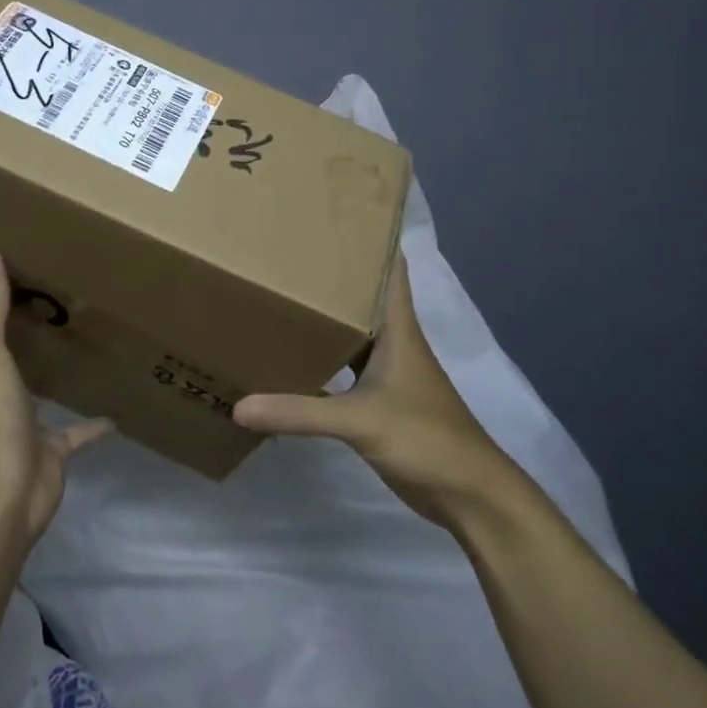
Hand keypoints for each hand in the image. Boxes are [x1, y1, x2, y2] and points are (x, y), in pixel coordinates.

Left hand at [0, 242, 111, 543]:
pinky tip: (117, 412)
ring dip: (50, 379)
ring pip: (37, 396)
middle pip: (0, 366)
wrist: (6, 492)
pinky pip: (76, 433)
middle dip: (12, 344)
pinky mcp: (51, 451)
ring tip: (75, 349)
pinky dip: (92, 425)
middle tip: (38, 311)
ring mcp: (22, 426)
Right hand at [231, 251, 509, 522]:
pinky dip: (320, 358)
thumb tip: (238, 405)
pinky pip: (342, 367)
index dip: (368, 237)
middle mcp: (391, 341)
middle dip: (329, 273)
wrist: (468, 494)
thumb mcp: (360, 421)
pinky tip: (289, 356)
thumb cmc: (426, 438)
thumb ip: (300, 413)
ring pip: (349, 332)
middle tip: (284, 249)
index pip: (388, 267)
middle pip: (360, 295)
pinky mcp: (378, 400)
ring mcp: (386, 372)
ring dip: (323, 316)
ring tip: (278, 293)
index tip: (332, 213)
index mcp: (397, 328)